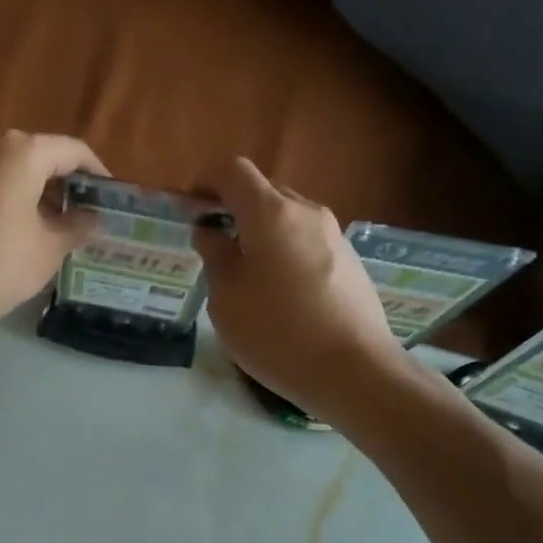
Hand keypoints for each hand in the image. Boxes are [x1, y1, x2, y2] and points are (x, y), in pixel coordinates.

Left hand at [0, 131, 108, 324]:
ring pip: (14, 174)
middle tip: (87, 219)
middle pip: (42, 159)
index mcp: (22, 152)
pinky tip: (20, 236)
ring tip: (57, 231)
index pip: (74, 152)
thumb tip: (94, 218)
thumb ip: (78, 227)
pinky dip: (12, 204)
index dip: (99, 176)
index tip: (113, 201)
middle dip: (67, 188)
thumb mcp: (49, 249)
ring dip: (39, 198)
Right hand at [194, 157, 406, 419]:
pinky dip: (284, 250)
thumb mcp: (226, 300)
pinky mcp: (350, 261)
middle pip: (263, 191)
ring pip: (287, 217)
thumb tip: (211, 232)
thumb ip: (215, 257)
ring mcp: (334, 235)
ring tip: (243, 271)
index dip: (205, 183)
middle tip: (211, 243)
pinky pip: (307, 241)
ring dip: (260, 231)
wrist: (355, 370)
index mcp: (271, 214)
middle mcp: (306, 212)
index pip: (233, 171)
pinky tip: (278, 291)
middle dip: (233, 207)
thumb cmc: (277, 334)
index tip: (188, 209)